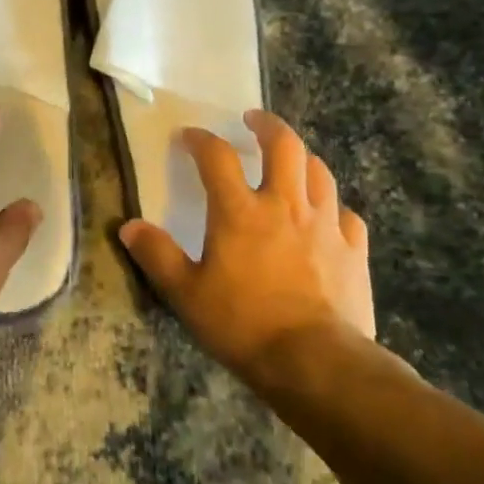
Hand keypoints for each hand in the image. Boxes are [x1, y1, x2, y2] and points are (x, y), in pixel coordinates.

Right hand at [119, 109, 373, 374]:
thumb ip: (157, 255)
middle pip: (284, 145)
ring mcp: (325, 225)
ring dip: (301, 159)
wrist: (317, 362)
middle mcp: (285, 205)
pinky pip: (346, 214)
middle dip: (267, 125)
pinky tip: (326, 216)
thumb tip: (129, 226)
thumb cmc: (243, 324)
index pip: (217, 157)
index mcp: (240, 211)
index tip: (189, 136)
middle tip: (253, 120)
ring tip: (290, 161)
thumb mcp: (186, 293)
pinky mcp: (354, 250)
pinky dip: (332, 206)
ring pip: (319, 172)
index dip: (201, 140)